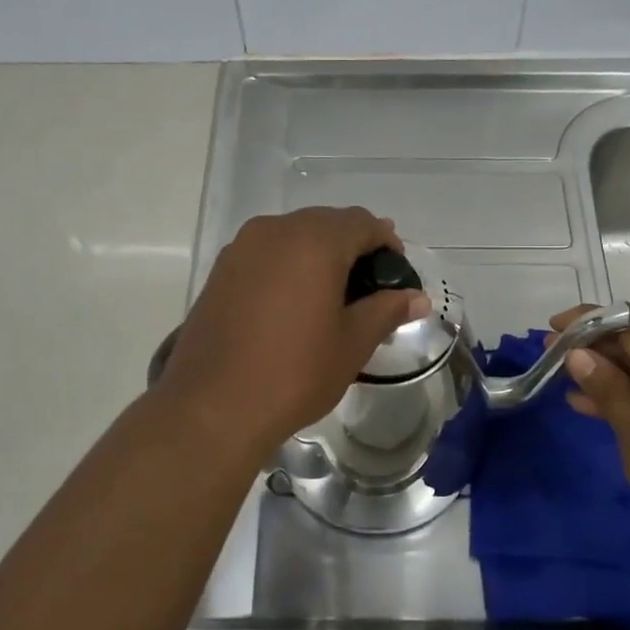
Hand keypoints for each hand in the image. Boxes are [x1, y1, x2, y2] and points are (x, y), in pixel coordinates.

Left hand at [158, 207, 429, 464]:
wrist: (212, 406)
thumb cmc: (294, 373)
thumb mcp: (352, 344)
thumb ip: (386, 311)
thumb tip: (417, 297)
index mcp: (314, 241)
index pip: (361, 222)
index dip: (386, 242)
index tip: (396, 273)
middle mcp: (276, 231)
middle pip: (326, 223)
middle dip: (352, 245)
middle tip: (369, 285)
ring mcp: (242, 248)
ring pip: (293, 234)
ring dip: (318, 253)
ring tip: (333, 293)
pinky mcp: (220, 270)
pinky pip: (266, 252)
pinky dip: (288, 264)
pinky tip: (294, 300)